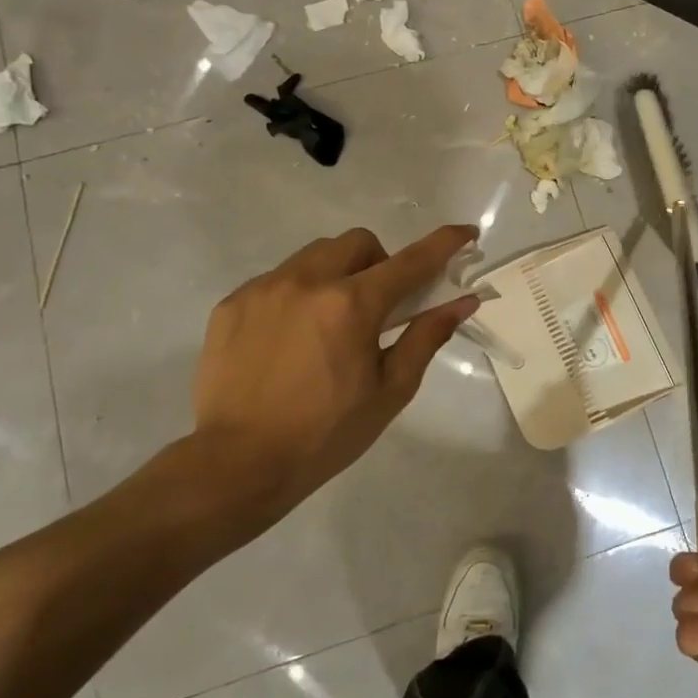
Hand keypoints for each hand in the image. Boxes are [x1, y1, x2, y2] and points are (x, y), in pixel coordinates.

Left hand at [149, 224, 482, 550]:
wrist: (237, 465)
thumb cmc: (326, 433)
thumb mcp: (390, 390)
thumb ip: (426, 337)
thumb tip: (462, 302)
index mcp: (352, 305)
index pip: (410, 261)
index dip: (444, 243)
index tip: (465, 233)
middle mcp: (307, 281)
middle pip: (358, 242)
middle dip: (379, 262)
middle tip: (378, 306)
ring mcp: (264, 288)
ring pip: (315, 255)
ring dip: (337, 274)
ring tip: (329, 322)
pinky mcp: (232, 303)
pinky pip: (277, 278)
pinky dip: (297, 294)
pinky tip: (290, 338)